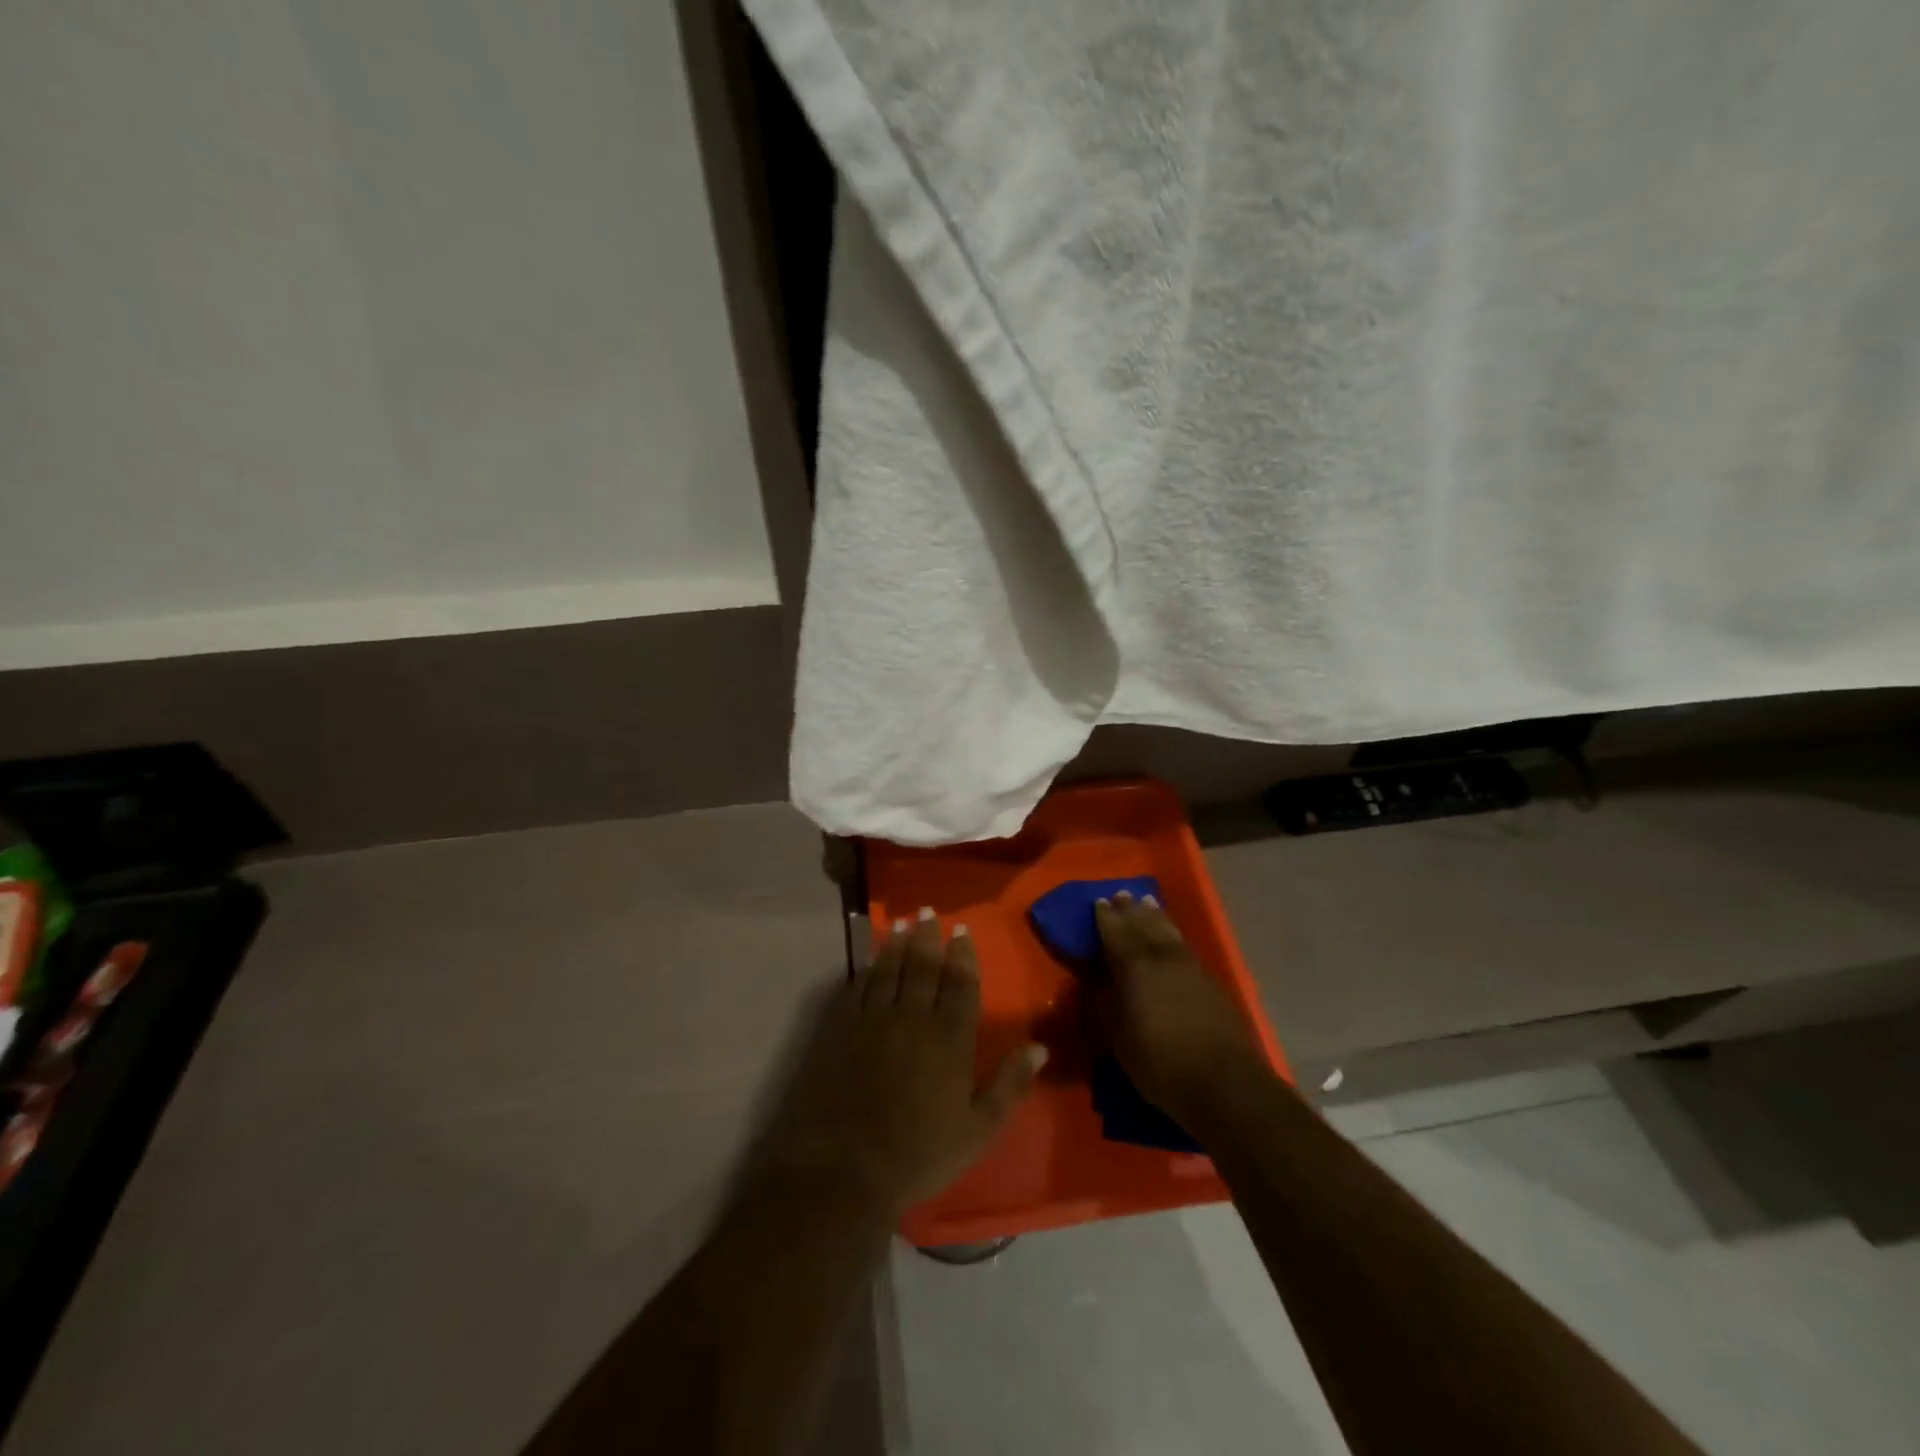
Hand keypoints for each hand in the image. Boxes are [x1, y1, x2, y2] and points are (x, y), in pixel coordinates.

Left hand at [758, 911, 1045, 1216]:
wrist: (844, 1168)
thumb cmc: (919, 1154)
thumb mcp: (978, 1130)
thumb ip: (1009, 1085)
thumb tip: (1039, 1047)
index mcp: (949, 1039)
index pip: (960, 985)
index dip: (962, 956)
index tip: (961, 931)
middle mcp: (912, 1018)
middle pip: (923, 968)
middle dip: (928, 938)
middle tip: (929, 911)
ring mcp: (872, 1021)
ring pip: (889, 970)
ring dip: (898, 944)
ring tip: (903, 923)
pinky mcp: (840, 1030)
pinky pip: (857, 988)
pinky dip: (867, 969)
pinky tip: (870, 960)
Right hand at [1094, 891, 1273, 1129]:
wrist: (1225, 1083)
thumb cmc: (1162, 1064)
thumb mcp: (1119, 1040)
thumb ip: (1107, 1005)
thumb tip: (1100, 983)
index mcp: (1135, 968)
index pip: (1116, 934)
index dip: (1106, 918)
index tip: (1099, 902)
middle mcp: (1163, 958)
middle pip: (1144, 925)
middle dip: (1131, 910)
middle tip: (1121, 894)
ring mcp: (1191, 967)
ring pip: (1168, 931)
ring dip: (1155, 915)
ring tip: (1147, 902)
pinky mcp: (1211, 981)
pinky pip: (1184, 944)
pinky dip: (1173, 933)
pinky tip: (1171, 934)